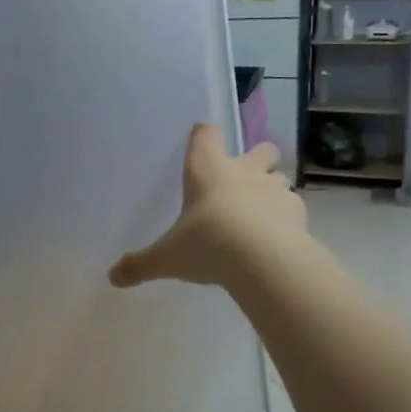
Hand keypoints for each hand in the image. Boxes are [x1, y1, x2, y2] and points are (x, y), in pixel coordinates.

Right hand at [109, 124, 305, 289]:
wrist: (262, 259)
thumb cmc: (207, 244)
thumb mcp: (167, 258)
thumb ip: (141, 264)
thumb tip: (113, 276)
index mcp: (207, 170)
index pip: (206, 135)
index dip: (204, 136)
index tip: (202, 141)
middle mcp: (243, 171)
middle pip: (260, 148)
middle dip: (256, 158)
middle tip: (244, 179)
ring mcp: (274, 189)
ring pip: (281, 175)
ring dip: (273, 187)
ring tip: (263, 211)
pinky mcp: (298, 211)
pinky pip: (294, 206)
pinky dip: (288, 216)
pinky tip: (280, 236)